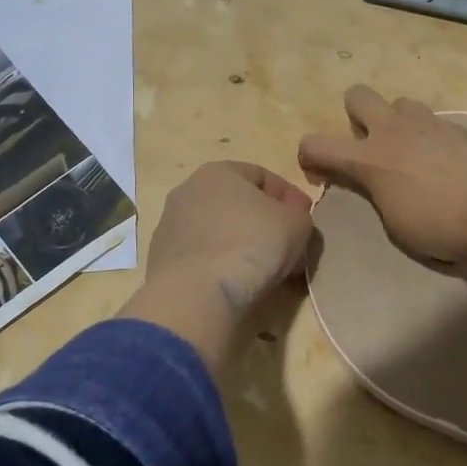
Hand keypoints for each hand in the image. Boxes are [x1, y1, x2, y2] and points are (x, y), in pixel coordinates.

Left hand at [146, 161, 314, 310]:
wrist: (197, 294)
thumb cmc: (252, 244)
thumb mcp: (297, 224)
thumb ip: (299, 214)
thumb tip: (292, 218)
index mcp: (218, 171)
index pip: (262, 176)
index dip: (289, 197)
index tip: (305, 219)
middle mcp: (188, 190)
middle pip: (238, 204)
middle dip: (265, 223)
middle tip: (288, 246)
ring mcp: (170, 226)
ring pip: (219, 231)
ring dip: (244, 245)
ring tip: (266, 270)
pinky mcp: (162, 259)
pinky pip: (204, 256)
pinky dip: (222, 265)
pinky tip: (238, 284)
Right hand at [297, 86, 466, 263]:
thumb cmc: (440, 225)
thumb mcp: (395, 222)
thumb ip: (378, 194)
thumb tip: (378, 184)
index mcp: (369, 159)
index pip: (316, 144)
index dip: (308, 157)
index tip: (320, 174)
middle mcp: (394, 131)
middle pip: (357, 96)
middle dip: (355, 115)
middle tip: (370, 147)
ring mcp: (430, 124)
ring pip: (400, 102)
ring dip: (397, 122)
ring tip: (412, 152)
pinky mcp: (460, 127)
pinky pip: (435, 122)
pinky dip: (431, 137)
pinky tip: (447, 163)